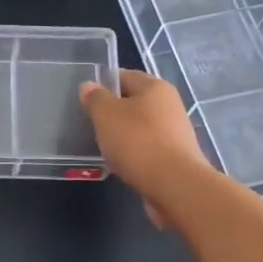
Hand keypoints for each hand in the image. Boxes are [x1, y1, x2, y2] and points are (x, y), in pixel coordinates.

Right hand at [79, 70, 210, 227]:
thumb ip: (95, 98)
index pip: (124, 76)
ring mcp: (175, 132)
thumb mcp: (106, 114)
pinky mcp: (176, 157)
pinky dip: (134, 153)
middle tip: (91, 124)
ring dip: (123, 135)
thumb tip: (89, 86)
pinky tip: (121, 163)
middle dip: (113, 112)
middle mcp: (170, 105)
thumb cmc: (138, 141)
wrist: (174, 185)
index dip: (103, 84)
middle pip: (134, 102)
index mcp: (155, 87)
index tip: (85, 100)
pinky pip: (148, 148)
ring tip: (103, 146)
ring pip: (141, 127)